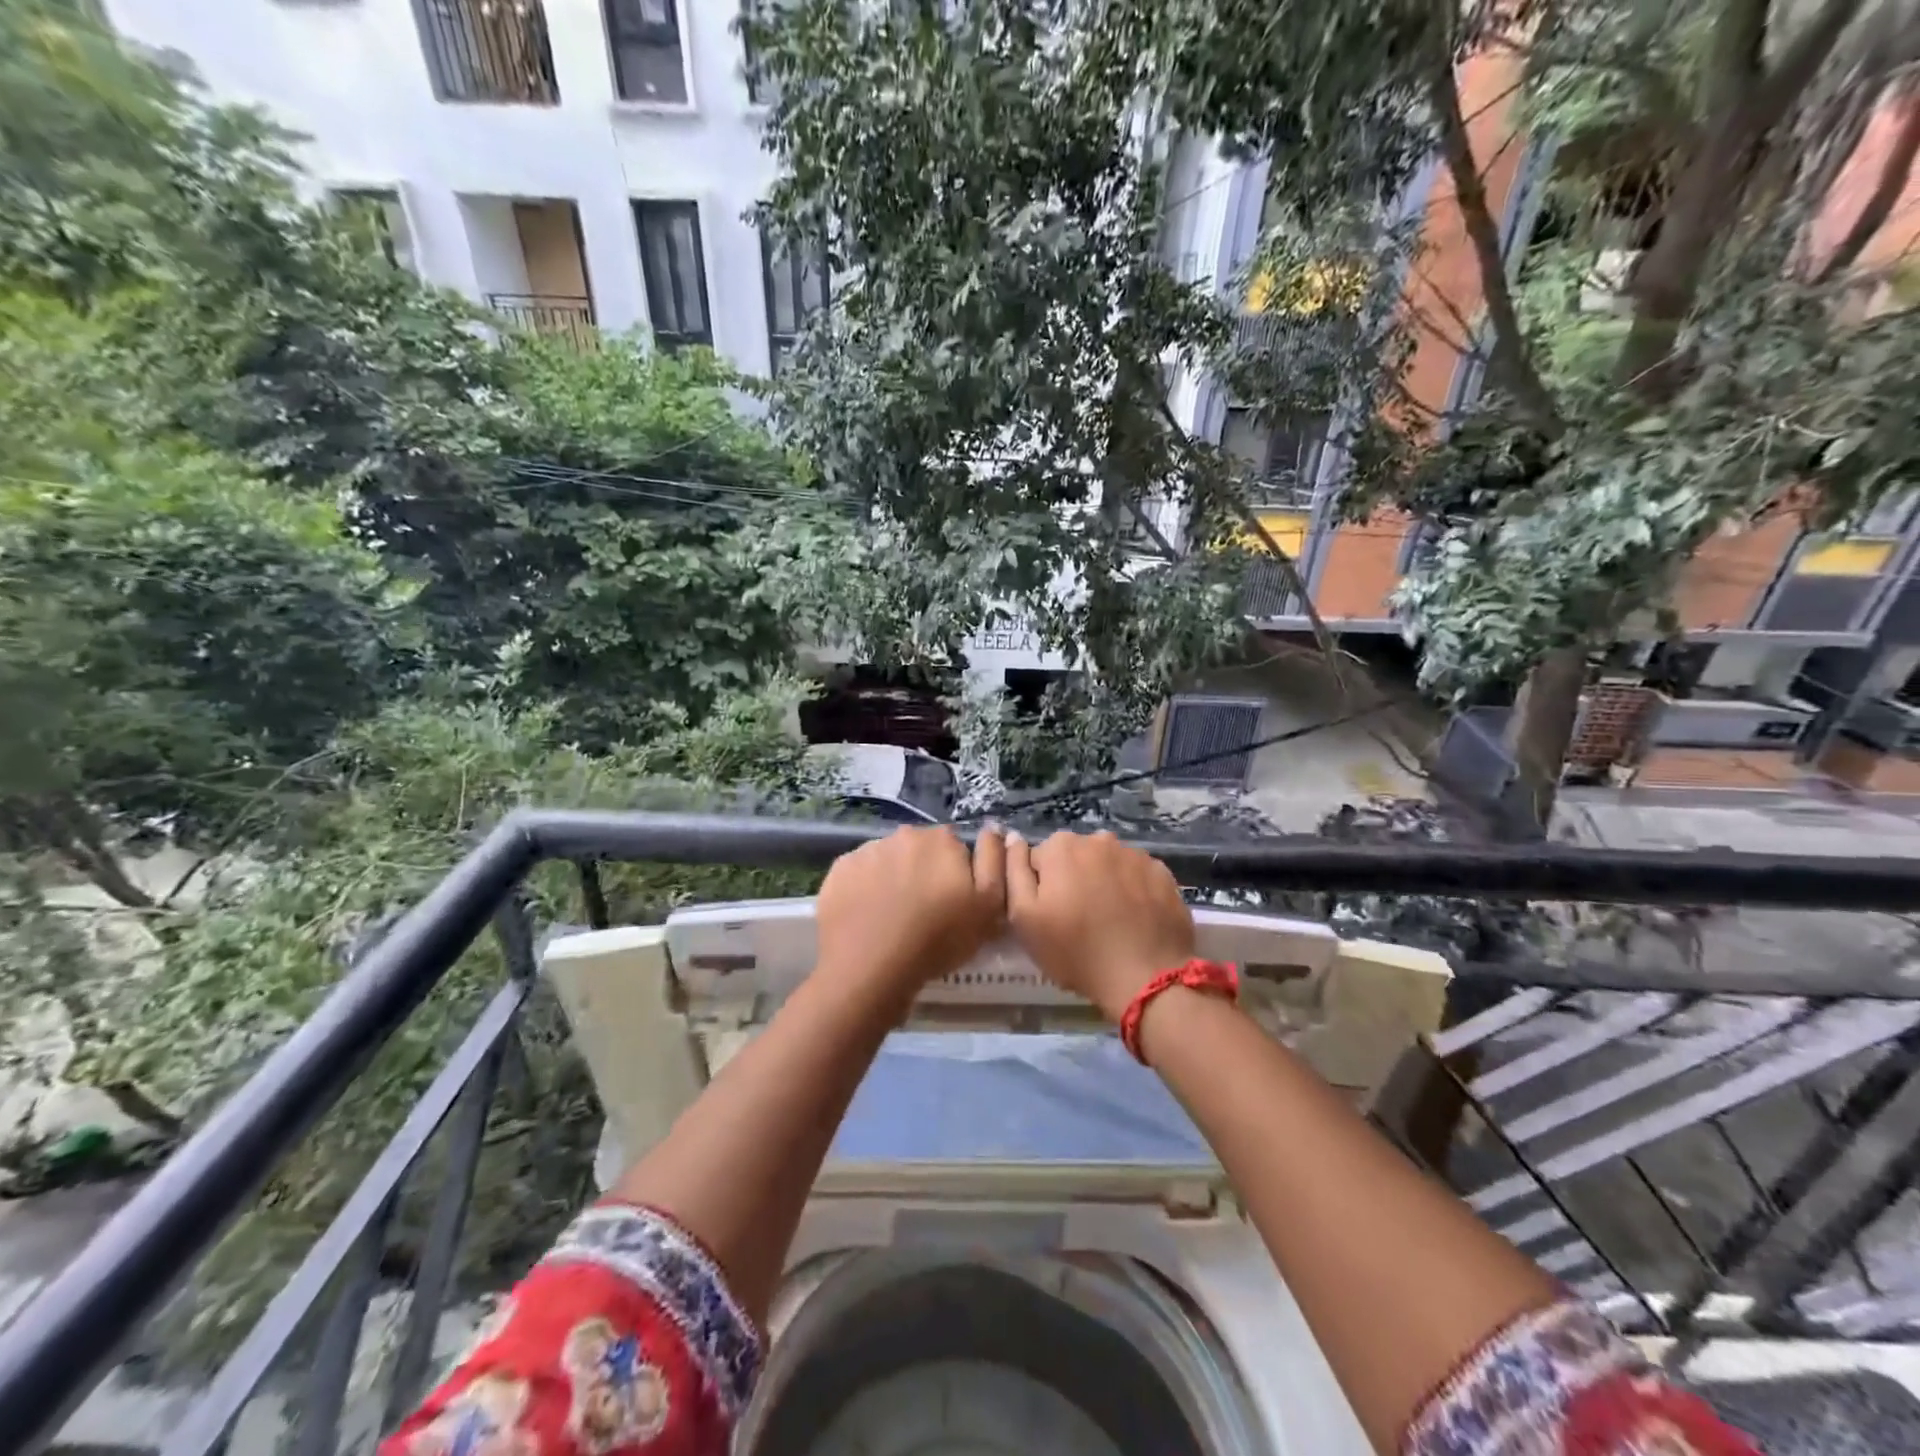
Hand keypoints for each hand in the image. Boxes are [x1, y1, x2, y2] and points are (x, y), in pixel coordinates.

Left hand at [815, 825, 1006, 1008]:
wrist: (871, 966)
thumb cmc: (939, 938)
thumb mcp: (989, 906)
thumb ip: (995, 861)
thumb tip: (995, 828)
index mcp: (942, 839)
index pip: (955, 848)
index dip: (956, 875)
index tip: (953, 902)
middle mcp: (903, 835)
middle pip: (920, 851)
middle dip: (923, 872)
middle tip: (924, 912)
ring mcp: (867, 850)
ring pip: (888, 861)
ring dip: (893, 879)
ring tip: (892, 917)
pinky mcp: (839, 870)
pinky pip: (858, 874)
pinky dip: (864, 889)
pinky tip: (867, 917)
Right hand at [1005, 830, 1193, 1021]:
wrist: (1145, 976)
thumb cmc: (1075, 950)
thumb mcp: (1024, 917)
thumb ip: (1013, 871)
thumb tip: (1013, 838)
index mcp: (1061, 847)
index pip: (1039, 859)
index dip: (1041, 888)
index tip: (1050, 915)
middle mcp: (1099, 840)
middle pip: (1075, 857)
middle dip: (1073, 880)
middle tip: (1078, 920)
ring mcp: (1135, 854)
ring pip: (1108, 865)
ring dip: (1104, 883)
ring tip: (1109, 921)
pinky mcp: (1163, 873)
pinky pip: (1137, 876)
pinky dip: (1133, 891)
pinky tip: (1134, 919)